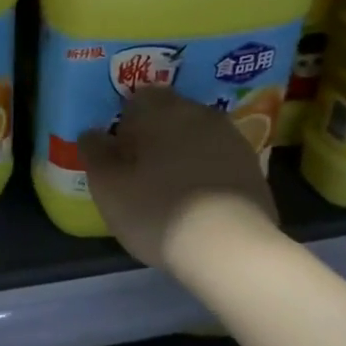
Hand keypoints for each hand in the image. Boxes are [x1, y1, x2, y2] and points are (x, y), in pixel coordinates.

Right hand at [79, 89, 278, 270]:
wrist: (228, 247)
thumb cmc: (156, 210)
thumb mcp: (107, 186)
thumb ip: (95, 153)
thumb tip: (92, 133)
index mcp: (161, 110)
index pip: (138, 98)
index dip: (126, 124)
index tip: (120, 153)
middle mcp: (200, 114)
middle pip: (172, 115)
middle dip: (156, 136)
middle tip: (142, 171)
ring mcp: (232, 139)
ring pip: (198, 137)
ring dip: (184, 153)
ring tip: (171, 189)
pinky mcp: (253, 167)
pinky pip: (220, 161)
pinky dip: (208, 173)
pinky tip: (199, 203)